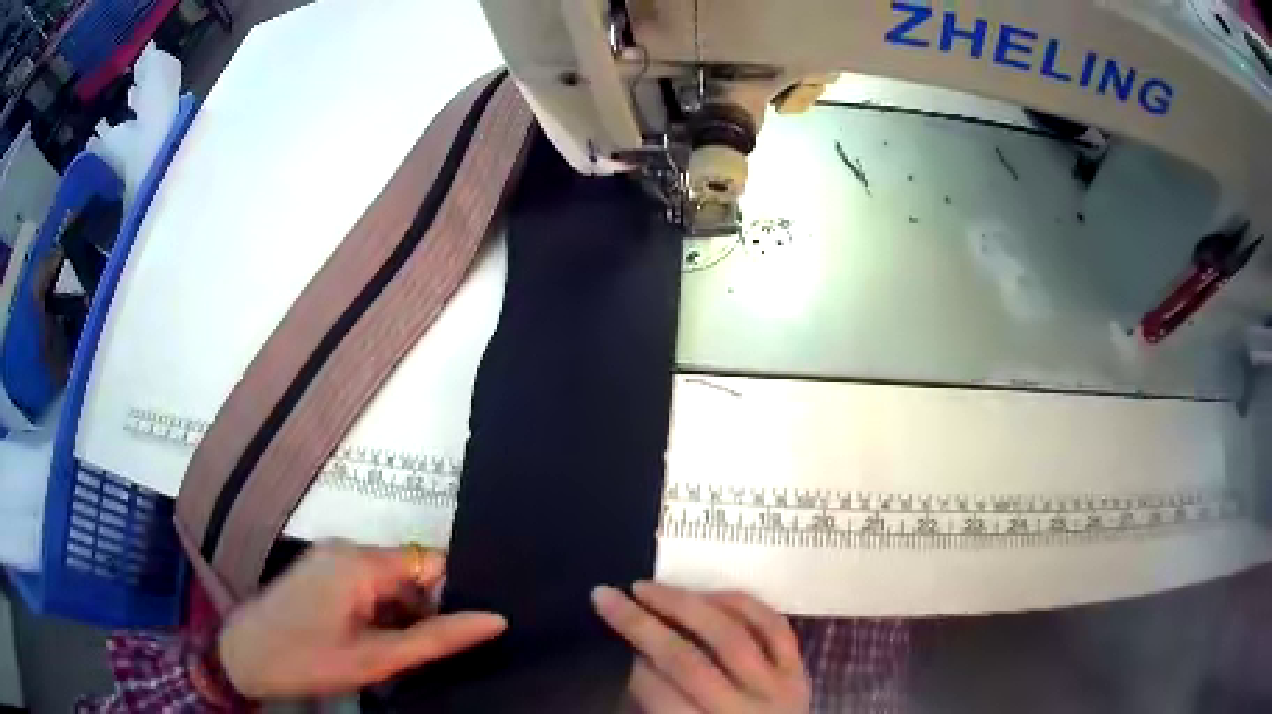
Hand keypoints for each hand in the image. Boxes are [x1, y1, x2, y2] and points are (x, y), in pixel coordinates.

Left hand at [218, 540, 505, 698]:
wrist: (242, 657)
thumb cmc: (307, 659)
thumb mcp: (376, 658)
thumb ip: (436, 638)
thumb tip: (495, 619)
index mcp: (360, 562)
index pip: (430, 562)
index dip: (455, 592)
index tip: (470, 627)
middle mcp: (346, 549)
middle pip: (410, 572)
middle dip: (428, 609)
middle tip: (437, 652)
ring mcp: (329, 559)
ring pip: (389, 583)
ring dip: (403, 615)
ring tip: (406, 654)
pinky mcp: (320, 574)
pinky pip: (366, 587)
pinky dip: (381, 613)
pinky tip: (378, 644)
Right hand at [593, 582, 809, 712]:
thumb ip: (658, 706)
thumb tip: (636, 662)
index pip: (660, 694)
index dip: (630, 662)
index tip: (605, 632)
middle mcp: (745, 710)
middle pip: (688, 661)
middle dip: (642, 625)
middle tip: (607, 596)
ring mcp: (779, 688)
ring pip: (730, 635)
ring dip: (685, 605)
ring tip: (648, 588)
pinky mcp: (799, 672)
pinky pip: (774, 627)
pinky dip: (741, 605)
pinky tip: (709, 594)